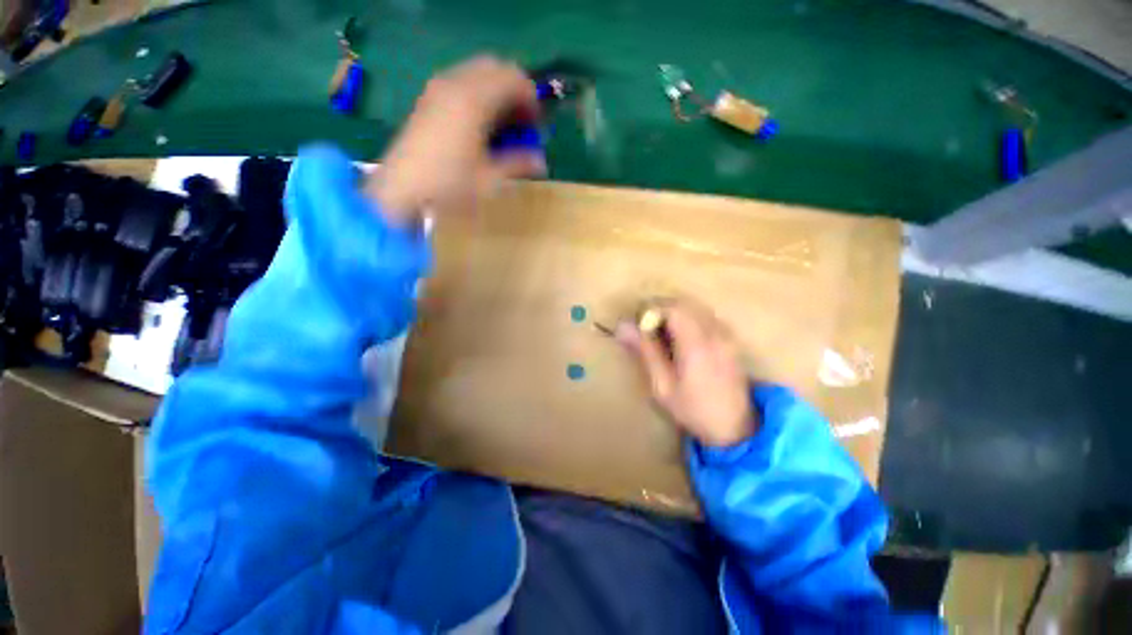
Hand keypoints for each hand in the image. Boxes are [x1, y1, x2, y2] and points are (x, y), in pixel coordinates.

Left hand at [367, 55, 545, 222]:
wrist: (401, 191)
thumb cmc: (450, 185)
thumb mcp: (491, 179)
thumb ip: (518, 164)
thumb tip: (540, 161)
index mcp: (475, 99)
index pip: (514, 78)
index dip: (531, 99)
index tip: (536, 126)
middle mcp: (455, 83)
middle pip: (495, 68)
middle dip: (514, 90)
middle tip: (520, 123)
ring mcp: (437, 89)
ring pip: (476, 73)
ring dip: (495, 92)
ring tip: (502, 127)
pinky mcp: (427, 100)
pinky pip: (460, 83)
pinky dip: (477, 95)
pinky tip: (479, 127)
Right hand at [617, 301, 757, 447]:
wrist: (735, 427)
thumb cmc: (693, 409)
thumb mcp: (662, 385)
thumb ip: (645, 351)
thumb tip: (622, 326)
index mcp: (697, 344)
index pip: (673, 308)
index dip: (652, 309)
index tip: (638, 324)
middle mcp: (714, 332)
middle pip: (685, 304)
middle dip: (661, 309)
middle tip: (646, 327)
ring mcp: (725, 334)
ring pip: (695, 307)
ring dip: (675, 312)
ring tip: (661, 332)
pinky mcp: (730, 338)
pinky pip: (705, 316)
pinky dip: (689, 318)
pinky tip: (681, 337)